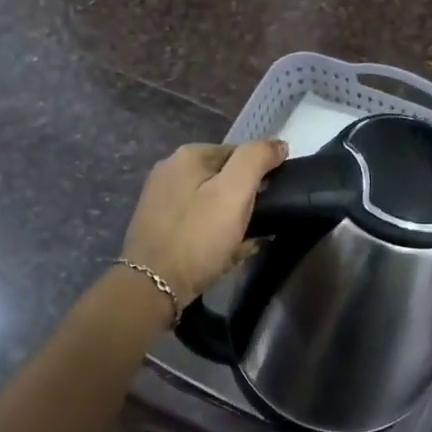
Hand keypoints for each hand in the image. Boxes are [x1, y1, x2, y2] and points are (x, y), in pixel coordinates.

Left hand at [121, 140, 289, 304]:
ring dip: (232, 221)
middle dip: (244, 201)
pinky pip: (197, 222)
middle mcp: (170, 170)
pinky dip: (213, 234)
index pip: (239, 153)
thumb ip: (256, 159)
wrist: (152, 287)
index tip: (269, 203)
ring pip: (212, 203)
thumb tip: (278, 143)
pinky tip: (224, 254)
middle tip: (257, 226)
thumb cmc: (198, 237)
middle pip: (224, 179)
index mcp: (188, 156)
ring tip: (244, 244)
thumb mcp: (234, 193)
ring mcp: (161, 199)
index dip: (260, 176)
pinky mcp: (158, 225)